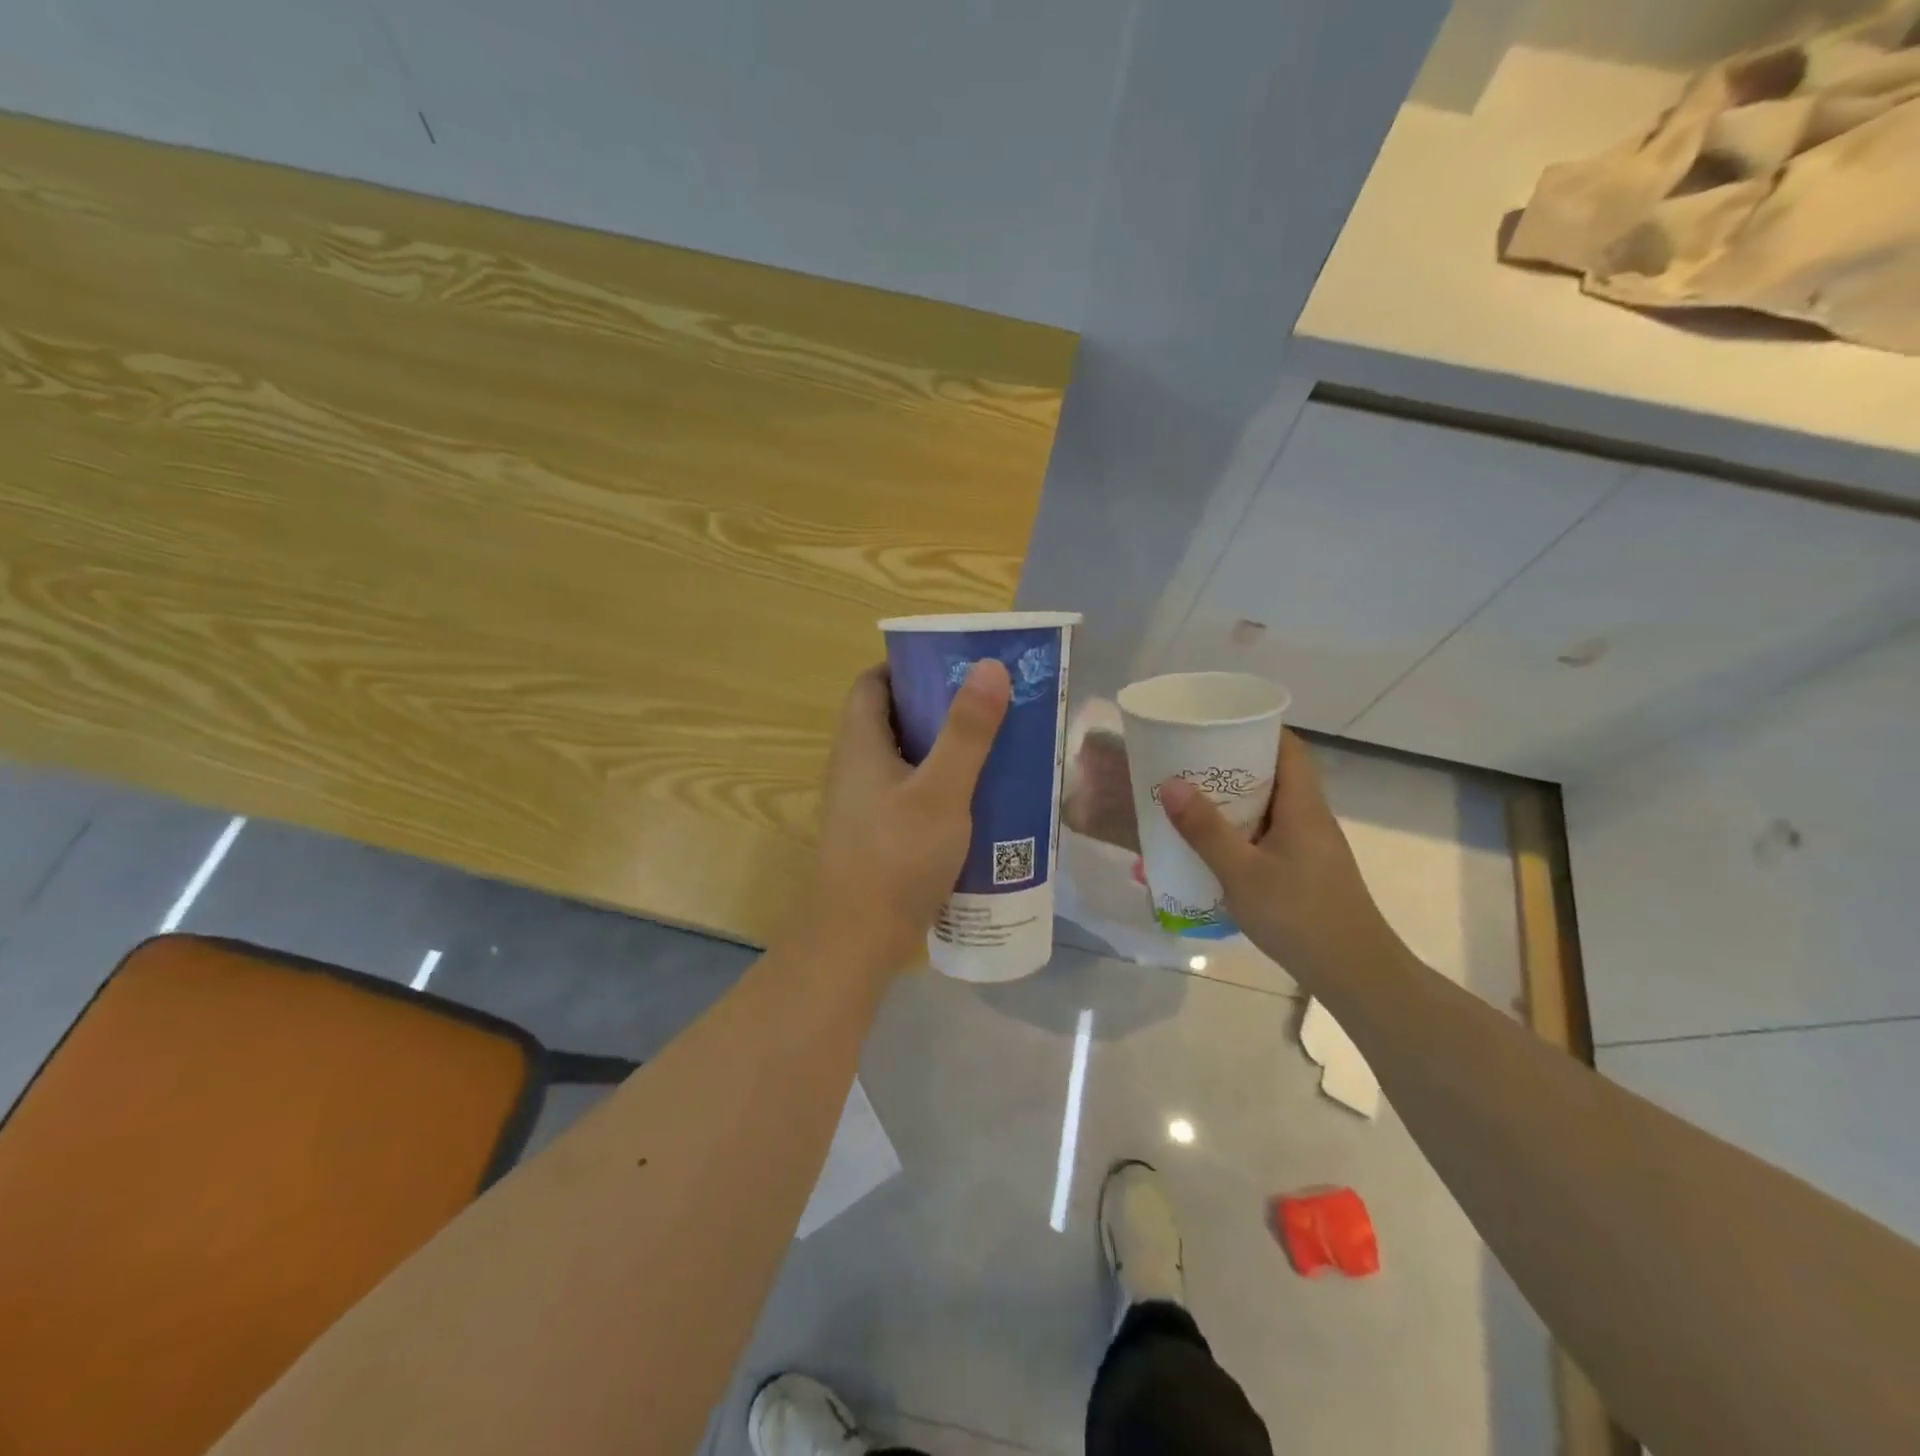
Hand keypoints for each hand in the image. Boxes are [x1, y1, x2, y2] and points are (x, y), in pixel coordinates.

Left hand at [792, 659, 1011, 976]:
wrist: (857, 940)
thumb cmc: (897, 857)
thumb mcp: (942, 791)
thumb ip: (967, 732)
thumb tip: (989, 666)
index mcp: (860, 743)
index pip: (873, 683)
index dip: (908, 667)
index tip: (953, 667)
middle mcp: (855, 767)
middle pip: (893, 719)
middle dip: (938, 708)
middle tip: (988, 706)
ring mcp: (864, 804)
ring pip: (906, 759)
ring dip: (944, 750)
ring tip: (993, 747)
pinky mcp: (878, 835)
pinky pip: (910, 793)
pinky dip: (940, 786)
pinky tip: (977, 800)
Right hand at [1158, 732, 1396, 979]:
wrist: (1355, 973)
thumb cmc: (1299, 916)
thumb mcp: (1242, 872)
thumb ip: (1205, 829)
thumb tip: (1170, 784)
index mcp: (1303, 806)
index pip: (1287, 747)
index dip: (1256, 728)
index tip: (1216, 724)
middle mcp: (1311, 818)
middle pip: (1276, 774)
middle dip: (1234, 764)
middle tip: (1190, 762)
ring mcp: (1312, 846)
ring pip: (1272, 807)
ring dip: (1236, 800)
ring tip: (1193, 799)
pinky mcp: (1307, 870)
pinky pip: (1271, 834)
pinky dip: (1243, 829)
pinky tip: (1215, 847)